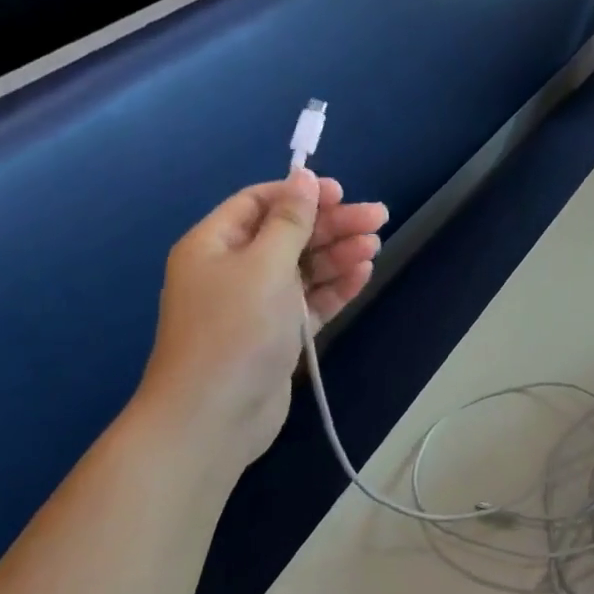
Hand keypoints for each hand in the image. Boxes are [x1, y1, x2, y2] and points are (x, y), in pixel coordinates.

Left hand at [137, 170, 386, 462]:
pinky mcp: (277, 334)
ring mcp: (256, 304)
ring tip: (375, 246)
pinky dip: (334, 287)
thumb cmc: (235, 330)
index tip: (342, 192)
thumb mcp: (265, 265)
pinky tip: (362, 274)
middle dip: (332, 224)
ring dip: (338, 254)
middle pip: (288, 234)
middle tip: (379, 217)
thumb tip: (302, 177)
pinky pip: (309, 301)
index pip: (259, 203)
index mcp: (214, 244)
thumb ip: (290, 221)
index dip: (300, 194)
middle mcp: (233, 269)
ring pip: (303, 268)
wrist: (214, 417)